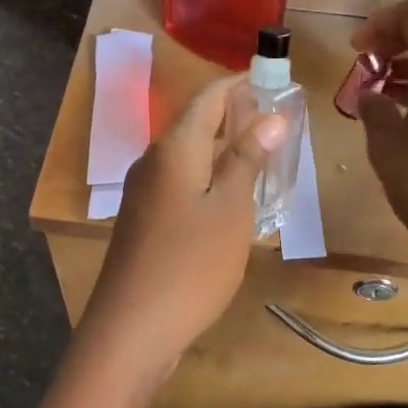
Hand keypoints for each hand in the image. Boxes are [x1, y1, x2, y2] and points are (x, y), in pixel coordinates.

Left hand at [82, 78, 288, 366]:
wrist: (131, 329)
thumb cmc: (190, 265)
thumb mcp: (230, 210)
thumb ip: (247, 160)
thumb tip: (271, 115)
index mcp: (174, 149)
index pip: (207, 98)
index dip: (239, 84)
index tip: (272, 79)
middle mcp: (152, 162)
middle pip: (194, 124)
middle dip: (234, 116)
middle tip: (276, 121)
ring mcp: (143, 194)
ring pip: (187, 157)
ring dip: (222, 149)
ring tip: (261, 156)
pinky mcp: (143, 222)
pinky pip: (179, 184)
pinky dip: (208, 179)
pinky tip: (230, 199)